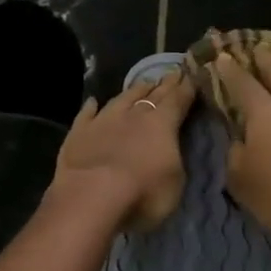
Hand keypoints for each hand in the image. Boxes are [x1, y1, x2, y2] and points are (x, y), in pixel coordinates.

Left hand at [49, 70, 197, 230]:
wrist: (91, 196)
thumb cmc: (143, 194)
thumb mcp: (175, 182)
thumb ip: (175, 159)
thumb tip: (170, 147)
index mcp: (162, 124)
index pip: (178, 100)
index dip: (186, 88)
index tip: (192, 76)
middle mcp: (133, 115)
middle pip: (152, 95)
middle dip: (165, 85)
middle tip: (172, 74)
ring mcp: (103, 121)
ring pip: (121, 99)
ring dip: (133, 91)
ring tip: (143, 83)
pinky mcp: (78, 133)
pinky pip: (86, 114)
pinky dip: (91, 107)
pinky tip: (93, 102)